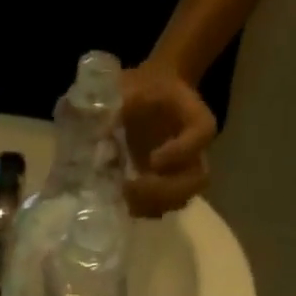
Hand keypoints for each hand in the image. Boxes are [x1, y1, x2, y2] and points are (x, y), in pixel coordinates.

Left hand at [120, 61, 216, 217]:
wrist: (144, 95)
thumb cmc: (139, 89)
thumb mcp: (127, 86)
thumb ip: (113, 102)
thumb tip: (93, 130)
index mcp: (193, 117)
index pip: (202, 134)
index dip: (182, 151)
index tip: (152, 160)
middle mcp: (194, 150)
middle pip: (197, 179)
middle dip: (166, 190)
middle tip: (132, 188)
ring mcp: (180, 173)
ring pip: (181, 199)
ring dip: (154, 204)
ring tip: (124, 199)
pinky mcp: (164, 188)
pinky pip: (163, 207)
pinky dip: (144, 209)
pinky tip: (121, 203)